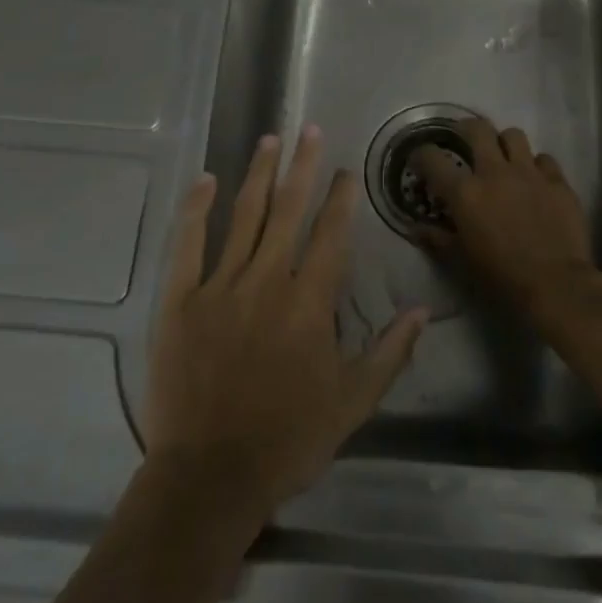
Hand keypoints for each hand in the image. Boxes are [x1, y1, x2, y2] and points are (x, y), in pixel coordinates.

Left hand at [143, 125, 428, 526]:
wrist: (211, 475)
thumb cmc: (289, 440)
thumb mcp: (354, 402)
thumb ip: (389, 352)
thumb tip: (421, 310)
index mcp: (310, 303)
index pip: (331, 235)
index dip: (340, 198)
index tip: (343, 169)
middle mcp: (268, 281)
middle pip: (288, 211)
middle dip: (301, 166)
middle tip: (307, 128)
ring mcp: (220, 286)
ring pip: (243, 217)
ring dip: (258, 175)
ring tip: (268, 140)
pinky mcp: (180, 300)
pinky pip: (188, 244)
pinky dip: (196, 209)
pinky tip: (206, 180)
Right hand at [410, 116, 601, 327]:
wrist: (556, 284)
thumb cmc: (501, 275)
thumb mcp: (460, 259)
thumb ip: (437, 238)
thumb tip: (416, 228)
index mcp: (465, 192)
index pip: (432, 158)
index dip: (421, 154)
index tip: (420, 159)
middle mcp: (495, 172)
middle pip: (477, 129)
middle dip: (466, 129)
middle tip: (464, 141)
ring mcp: (530, 173)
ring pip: (514, 135)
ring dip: (504, 143)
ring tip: (503, 158)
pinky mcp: (558, 182)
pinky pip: (544, 159)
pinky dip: (536, 166)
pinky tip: (535, 181)